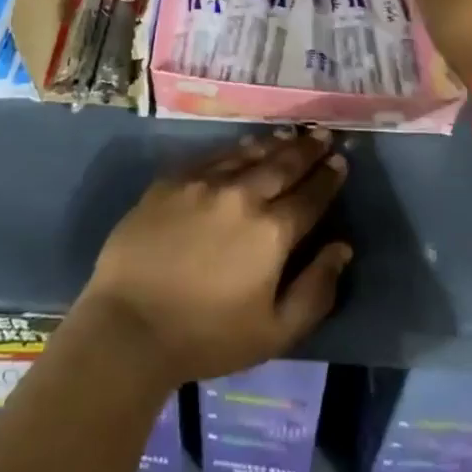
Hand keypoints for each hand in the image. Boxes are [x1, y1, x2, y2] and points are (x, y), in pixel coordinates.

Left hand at [77, 130, 351, 383]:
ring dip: (275, 143)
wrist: (130, 325)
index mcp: (272, 232)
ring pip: (249, 153)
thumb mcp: (275, 332)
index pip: (310, 196)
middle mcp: (243, 195)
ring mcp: (205, 182)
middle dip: (308, 149)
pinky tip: (244, 144)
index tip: (340, 160)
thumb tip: (342, 248)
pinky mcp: (173, 179)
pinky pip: (213, 155)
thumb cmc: (206, 337)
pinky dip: (236, 147)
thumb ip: (316, 290)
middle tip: (323, 134)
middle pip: (283, 165)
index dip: (328, 178)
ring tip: (291, 134)